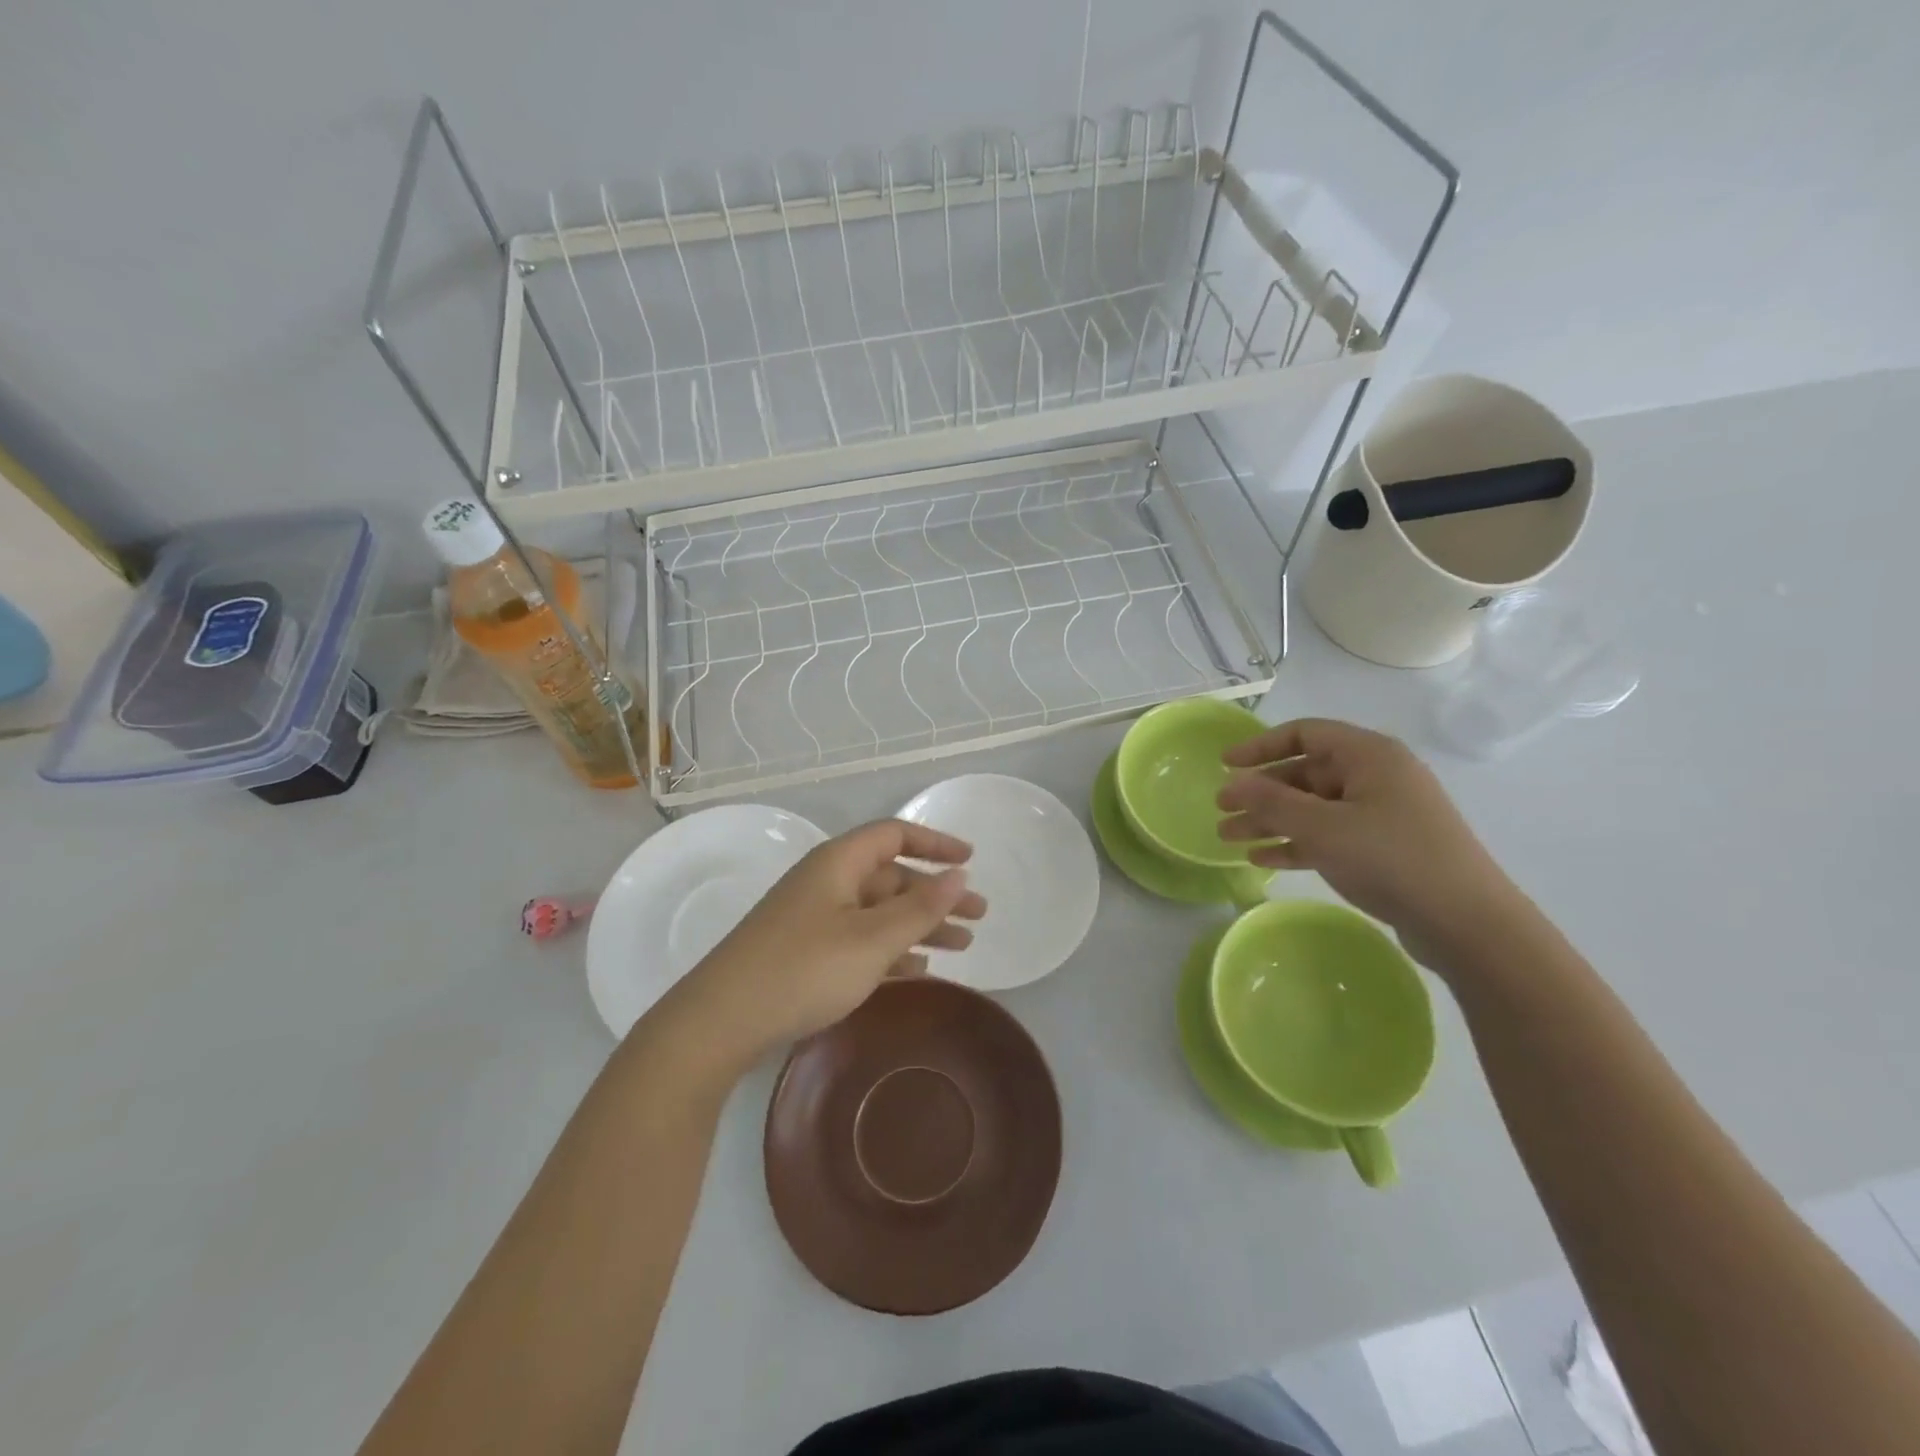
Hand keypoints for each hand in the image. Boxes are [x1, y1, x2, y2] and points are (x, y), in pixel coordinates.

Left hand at [671, 819, 985, 1066]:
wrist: (720, 1022)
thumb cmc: (803, 970)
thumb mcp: (871, 939)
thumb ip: (919, 908)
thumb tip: (959, 875)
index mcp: (839, 863)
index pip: (894, 835)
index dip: (935, 843)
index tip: (971, 860)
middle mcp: (826, 882)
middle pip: (891, 876)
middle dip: (936, 894)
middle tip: (979, 917)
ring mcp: (814, 918)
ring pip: (879, 912)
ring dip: (920, 925)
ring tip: (963, 947)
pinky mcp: (806, 953)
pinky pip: (861, 940)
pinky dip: (892, 950)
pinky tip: (918, 971)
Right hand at [1216, 718, 1522, 968]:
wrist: (1466, 924)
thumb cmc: (1391, 859)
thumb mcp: (1322, 827)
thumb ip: (1271, 802)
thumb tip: (1233, 783)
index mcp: (1369, 756)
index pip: (1305, 733)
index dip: (1260, 746)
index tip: (1225, 765)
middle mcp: (1376, 777)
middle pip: (1305, 773)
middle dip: (1259, 792)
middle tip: (1221, 810)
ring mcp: (1381, 814)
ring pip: (1312, 808)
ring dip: (1270, 821)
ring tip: (1229, 838)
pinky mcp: (1383, 848)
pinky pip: (1328, 835)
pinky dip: (1295, 843)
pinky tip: (1262, 859)